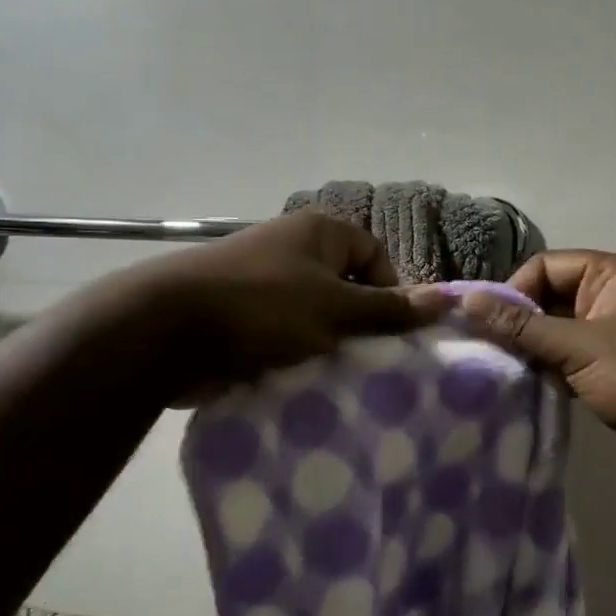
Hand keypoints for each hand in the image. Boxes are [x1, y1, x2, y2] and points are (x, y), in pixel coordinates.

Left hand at [149, 210, 441, 395]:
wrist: (168, 330)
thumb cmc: (263, 308)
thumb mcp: (335, 309)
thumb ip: (389, 309)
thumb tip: (448, 298)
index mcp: (318, 232)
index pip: (375, 255)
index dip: (390, 291)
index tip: (390, 332)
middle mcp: (291, 250)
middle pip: (345, 288)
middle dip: (358, 326)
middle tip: (369, 363)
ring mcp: (262, 283)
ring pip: (314, 317)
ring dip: (326, 347)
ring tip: (336, 378)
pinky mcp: (240, 317)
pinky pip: (283, 336)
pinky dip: (294, 357)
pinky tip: (302, 384)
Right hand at [459, 251, 615, 498]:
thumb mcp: (579, 347)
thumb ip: (522, 327)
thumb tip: (467, 300)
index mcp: (614, 275)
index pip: (546, 266)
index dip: (514, 291)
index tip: (488, 327)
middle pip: (552, 300)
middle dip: (520, 326)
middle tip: (487, 355)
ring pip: (562, 336)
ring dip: (536, 354)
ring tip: (502, 375)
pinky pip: (578, 365)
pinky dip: (555, 376)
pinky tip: (530, 393)